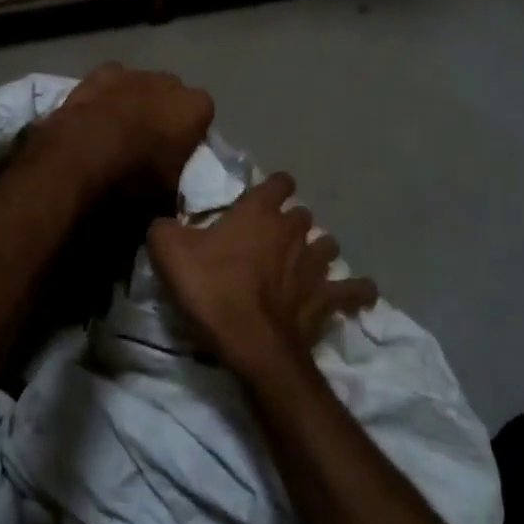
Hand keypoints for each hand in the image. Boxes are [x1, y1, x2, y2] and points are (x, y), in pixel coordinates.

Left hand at [29, 64, 214, 196]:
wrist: (80, 160)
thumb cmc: (134, 179)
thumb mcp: (166, 198)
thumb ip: (175, 188)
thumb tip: (170, 198)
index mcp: (195, 109)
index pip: (203, 114)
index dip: (190, 131)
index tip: (178, 150)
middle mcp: (169, 83)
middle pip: (172, 94)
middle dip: (163, 111)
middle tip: (149, 141)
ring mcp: (133, 75)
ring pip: (141, 84)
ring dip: (135, 101)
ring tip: (117, 130)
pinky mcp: (99, 74)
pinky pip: (110, 80)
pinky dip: (106, 94)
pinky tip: (96, 113)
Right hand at [148, 172, 377, 381]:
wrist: (249, 341)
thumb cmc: (211, 288)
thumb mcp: (167, 251)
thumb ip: (164, 227)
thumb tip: (164, 222)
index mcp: (259, 211)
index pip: (278, 182)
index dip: (273, 188)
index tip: (262, 199)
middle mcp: (293, 230)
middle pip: (302, 215)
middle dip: (291, 223)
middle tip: (272, 240)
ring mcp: (315, 264)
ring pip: (327, 245)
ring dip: (318, 251)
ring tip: (305, 264)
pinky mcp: (327, 298)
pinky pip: (353, 291)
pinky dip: (357, 292)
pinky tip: (359, 294)